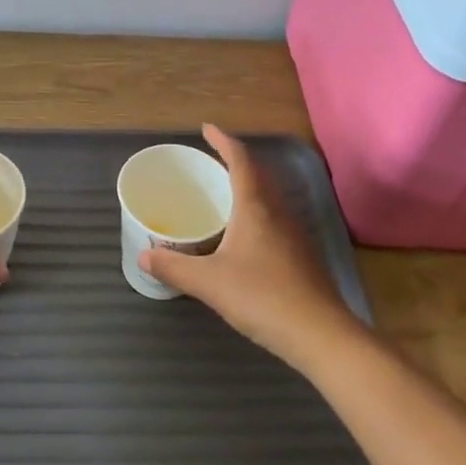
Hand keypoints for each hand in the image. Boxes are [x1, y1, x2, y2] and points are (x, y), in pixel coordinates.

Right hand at [138, 125, 360, 369]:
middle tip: (210, 159)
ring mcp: (293, 235)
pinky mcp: (300, 256)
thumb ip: (174, 267)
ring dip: (246, 186)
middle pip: (257, 175)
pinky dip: (254, 212)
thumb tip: (143, 256)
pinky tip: (241, 235)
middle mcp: (277, 213)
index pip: (240, 161)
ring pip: (268, 197)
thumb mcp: (209, 283)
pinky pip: (273, 219)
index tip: (207, 128)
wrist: (321, 336)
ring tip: (222, 192)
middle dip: (234, 161)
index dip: (223, 141)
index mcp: (255, 208)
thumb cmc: (263, 298)